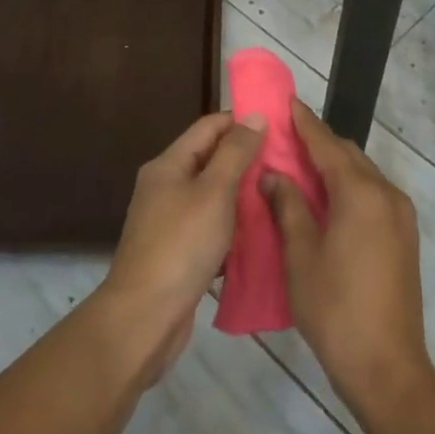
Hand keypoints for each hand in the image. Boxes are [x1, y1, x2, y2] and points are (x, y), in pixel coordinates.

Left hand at [96, 112, 264, 384]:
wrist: (144, 318)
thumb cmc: (180, 246)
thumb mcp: (213, 193)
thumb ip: (236, 153)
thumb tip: (256, 116)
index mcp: (169, 164)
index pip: (210, 126)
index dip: (242, 121)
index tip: (280, 127)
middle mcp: (167, 186)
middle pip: (212, 159)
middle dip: (248, 158)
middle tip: (290, 163)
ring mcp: (171, 220)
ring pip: (215, 195)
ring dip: (245, 194)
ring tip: (283, 194)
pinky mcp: (179, 251)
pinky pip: (213, 226)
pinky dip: (235, 226)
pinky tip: (264, 232)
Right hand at [263, 102, 434, 422]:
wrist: (387, 367)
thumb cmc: (335, 308)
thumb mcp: (301, 255)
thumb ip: (287, 206)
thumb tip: (273, 174)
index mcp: (361, 193)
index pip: (327, 145)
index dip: (304, 123)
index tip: (286, 102)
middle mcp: (386, 194)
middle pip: (348, 156)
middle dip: (318, 144)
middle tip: (284, 139)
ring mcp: (400, 216)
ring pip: (362, 175)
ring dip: (334, 167)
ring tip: (299, 168)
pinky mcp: (404, 237)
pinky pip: (372, 196)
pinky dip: (348, 188)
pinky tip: (325, 201)